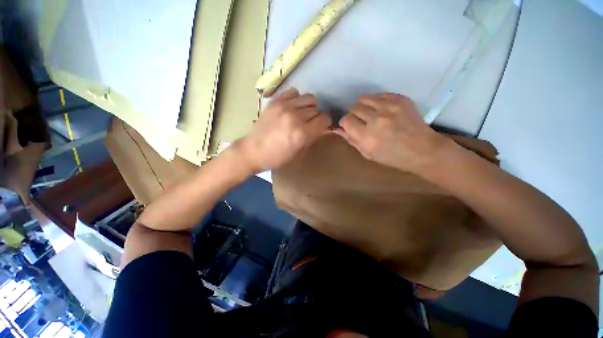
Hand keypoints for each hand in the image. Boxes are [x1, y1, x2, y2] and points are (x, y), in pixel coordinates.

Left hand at [235, 88, 331, 171]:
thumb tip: (323, 129)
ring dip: (310, 107)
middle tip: (311, 124)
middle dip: (317, 118)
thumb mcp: (299, 154)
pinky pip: (294, 92)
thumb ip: (313, 139)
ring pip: (309, 98)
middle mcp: (296, 117)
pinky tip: (293, 107)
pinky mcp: (275, 102)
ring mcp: (284, 107)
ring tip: (303, 114)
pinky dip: (297, 98)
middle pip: (317, 110)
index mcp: (302, 133)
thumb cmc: (278, 158)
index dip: (326, 124)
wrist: (253, 151)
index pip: (325, 119)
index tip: (322, 127)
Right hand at [334, 93, 451, 172]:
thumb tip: (338, 129)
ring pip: (364, 98)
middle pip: (354, 108)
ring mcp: (389, 107)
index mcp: (367, 136)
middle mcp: (376, 120)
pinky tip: (381, 110)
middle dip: (353, 115)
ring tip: (369, 113)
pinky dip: (376, 102)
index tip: (350, 127)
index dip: (345, 123)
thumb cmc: (392, 157)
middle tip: (361, 121)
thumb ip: (351, 140)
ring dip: (363, 106)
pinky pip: (379, 95)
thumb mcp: (368, 154)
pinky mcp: (400, 99)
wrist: (423, 150)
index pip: (346, 120)